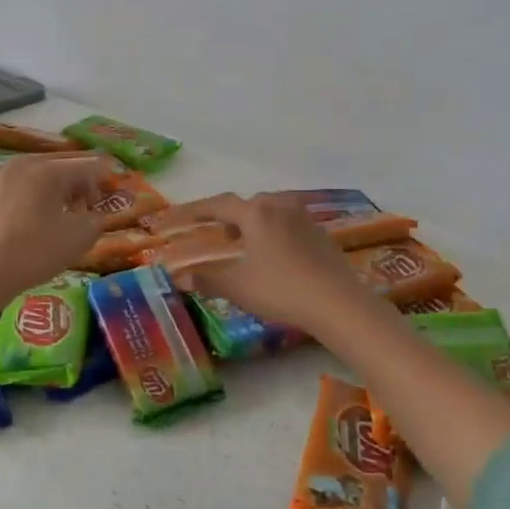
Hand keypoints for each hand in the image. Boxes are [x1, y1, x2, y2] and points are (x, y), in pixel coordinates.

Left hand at [0, 153, 117, 305]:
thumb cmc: (35, 252)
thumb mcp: (79, 238)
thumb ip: (96, 220)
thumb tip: (95, 215)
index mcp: (48, 169)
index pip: (87, 166)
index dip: (102, 181)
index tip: (106, 201)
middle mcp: (21, 166)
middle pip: (59, 166)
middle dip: (78, 183)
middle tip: (86, 206)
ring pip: (34, 178)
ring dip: (52, 192)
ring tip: (58, 218)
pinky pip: (13, 195)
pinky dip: (27, 204)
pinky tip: (27, 228)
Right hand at [151, 193, 378, 335]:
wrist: (338, 303)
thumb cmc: (281, 290)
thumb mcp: (238, 287)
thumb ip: (207, 279)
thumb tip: (180, 278)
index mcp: (256, 213)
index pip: (216, 205)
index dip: (191, 212)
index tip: (171, 219)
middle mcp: (280, 207)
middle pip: (246, 205)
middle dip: (226, 217)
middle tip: (214, 234)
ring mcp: (304, 219)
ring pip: (270, 212)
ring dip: (251, 223)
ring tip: (242, 243)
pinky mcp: (321, 235)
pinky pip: (288, 225)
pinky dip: (272, 233)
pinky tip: (273, 255)